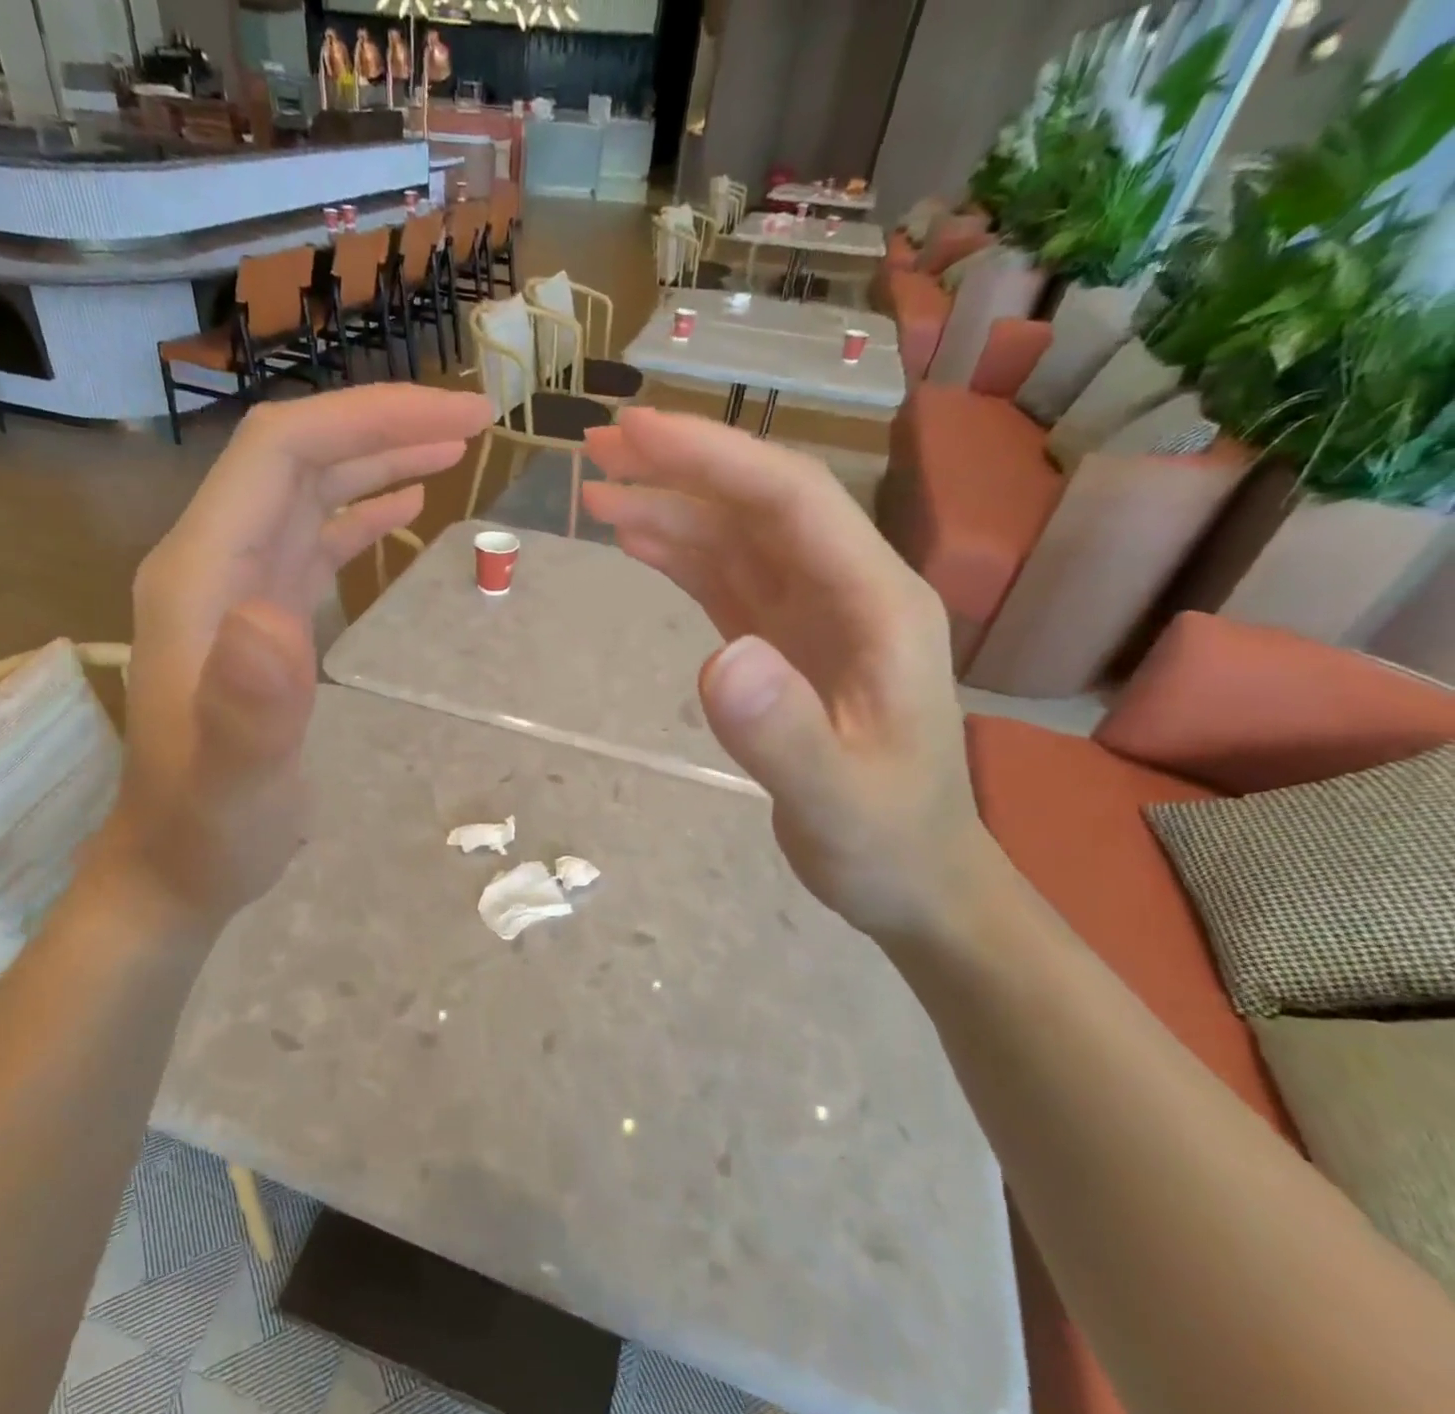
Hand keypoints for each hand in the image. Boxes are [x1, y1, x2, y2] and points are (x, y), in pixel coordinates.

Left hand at [107, 386, 493, 928]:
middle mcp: (212, 563)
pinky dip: (360, 513)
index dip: (368, 420)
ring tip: (451, 449)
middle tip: (474, 420)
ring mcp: (234, 588)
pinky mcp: (259, 617)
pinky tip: (403, 508)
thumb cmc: (209, 828)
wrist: (176, 864)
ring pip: (307, 491)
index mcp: (200, 576)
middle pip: (296, 456)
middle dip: (383, 425)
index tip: (458, 417)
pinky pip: (312, 540)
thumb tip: (277, 616)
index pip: (281, 453)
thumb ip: (248, 705)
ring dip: (376, 460)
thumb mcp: (234, 782)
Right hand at [583, 408, 994, 941]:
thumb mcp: (838, 802)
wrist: (914, 879)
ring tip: (599, 491)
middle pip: (759, 505)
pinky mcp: (782, 645)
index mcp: (879, 605)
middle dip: (681, 469)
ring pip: (736, 538)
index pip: (792, 502)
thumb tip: (720, 660)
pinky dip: (680, 556)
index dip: (715, 460)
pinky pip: (726, 583)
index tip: (638, 434)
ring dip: (670, 508)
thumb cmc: (887, 842)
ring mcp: (813, 617)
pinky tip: (636, 541)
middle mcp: (848, 591)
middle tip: (600, 445)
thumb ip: (784, 736)